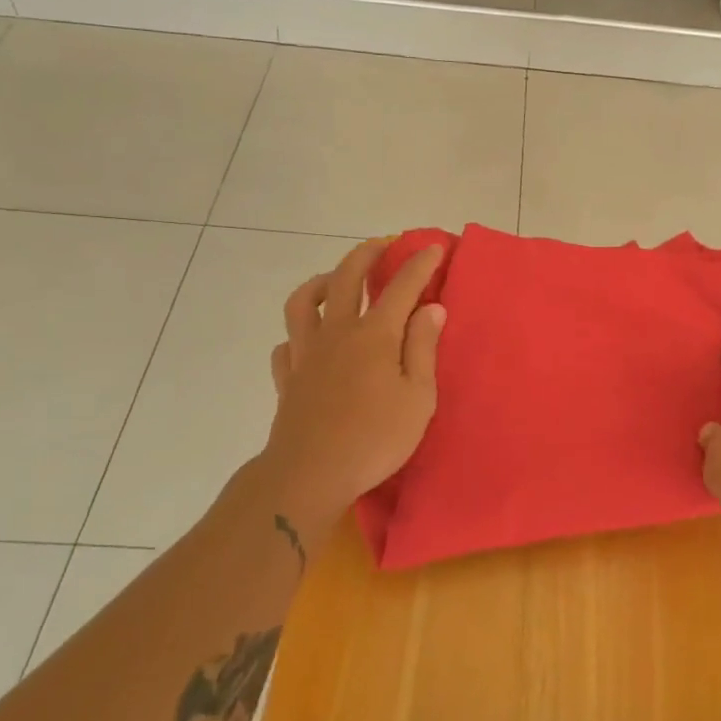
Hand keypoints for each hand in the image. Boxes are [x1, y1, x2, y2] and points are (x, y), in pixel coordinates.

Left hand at [260, 238, 445, 530]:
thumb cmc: (374, 439)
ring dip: (322, 282)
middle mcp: (338, 332)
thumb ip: (423, 348)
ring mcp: (307, 353)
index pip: (401, 287)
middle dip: (368, 254)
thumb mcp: (418, 397)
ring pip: (304, 301)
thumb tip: (431, 308)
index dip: (420, 263)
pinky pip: (287, 344)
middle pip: (347, 277)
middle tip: (384, 245)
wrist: (309, 475)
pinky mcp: (288, 378)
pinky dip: (298, 334)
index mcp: (374, 335)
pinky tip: (308, 340)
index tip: (434, 246)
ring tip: (337, 281)